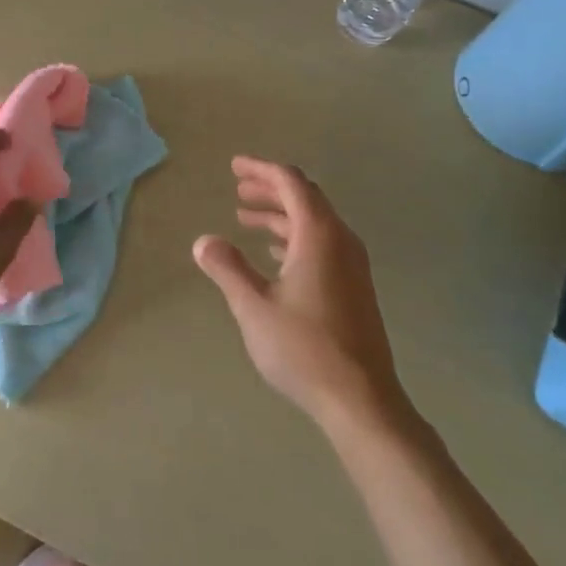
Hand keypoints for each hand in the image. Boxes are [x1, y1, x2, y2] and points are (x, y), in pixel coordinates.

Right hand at [193, 156, 408, 429]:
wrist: (361, 398)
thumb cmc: (304, 348)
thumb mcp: (253, 307)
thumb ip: (228, 269)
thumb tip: (204, 241)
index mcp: (318, 235)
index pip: (291, 183)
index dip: (261, 170)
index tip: (235, 167)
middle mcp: (340, 241)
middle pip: (306, 198)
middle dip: (270, 190)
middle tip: (238, 190)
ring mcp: (352, 265)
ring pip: (314, 223)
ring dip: (281, 216)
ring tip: (246, 219)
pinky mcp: (354, 287)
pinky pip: (322, 245)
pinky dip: (295, 238)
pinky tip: (275, 255)